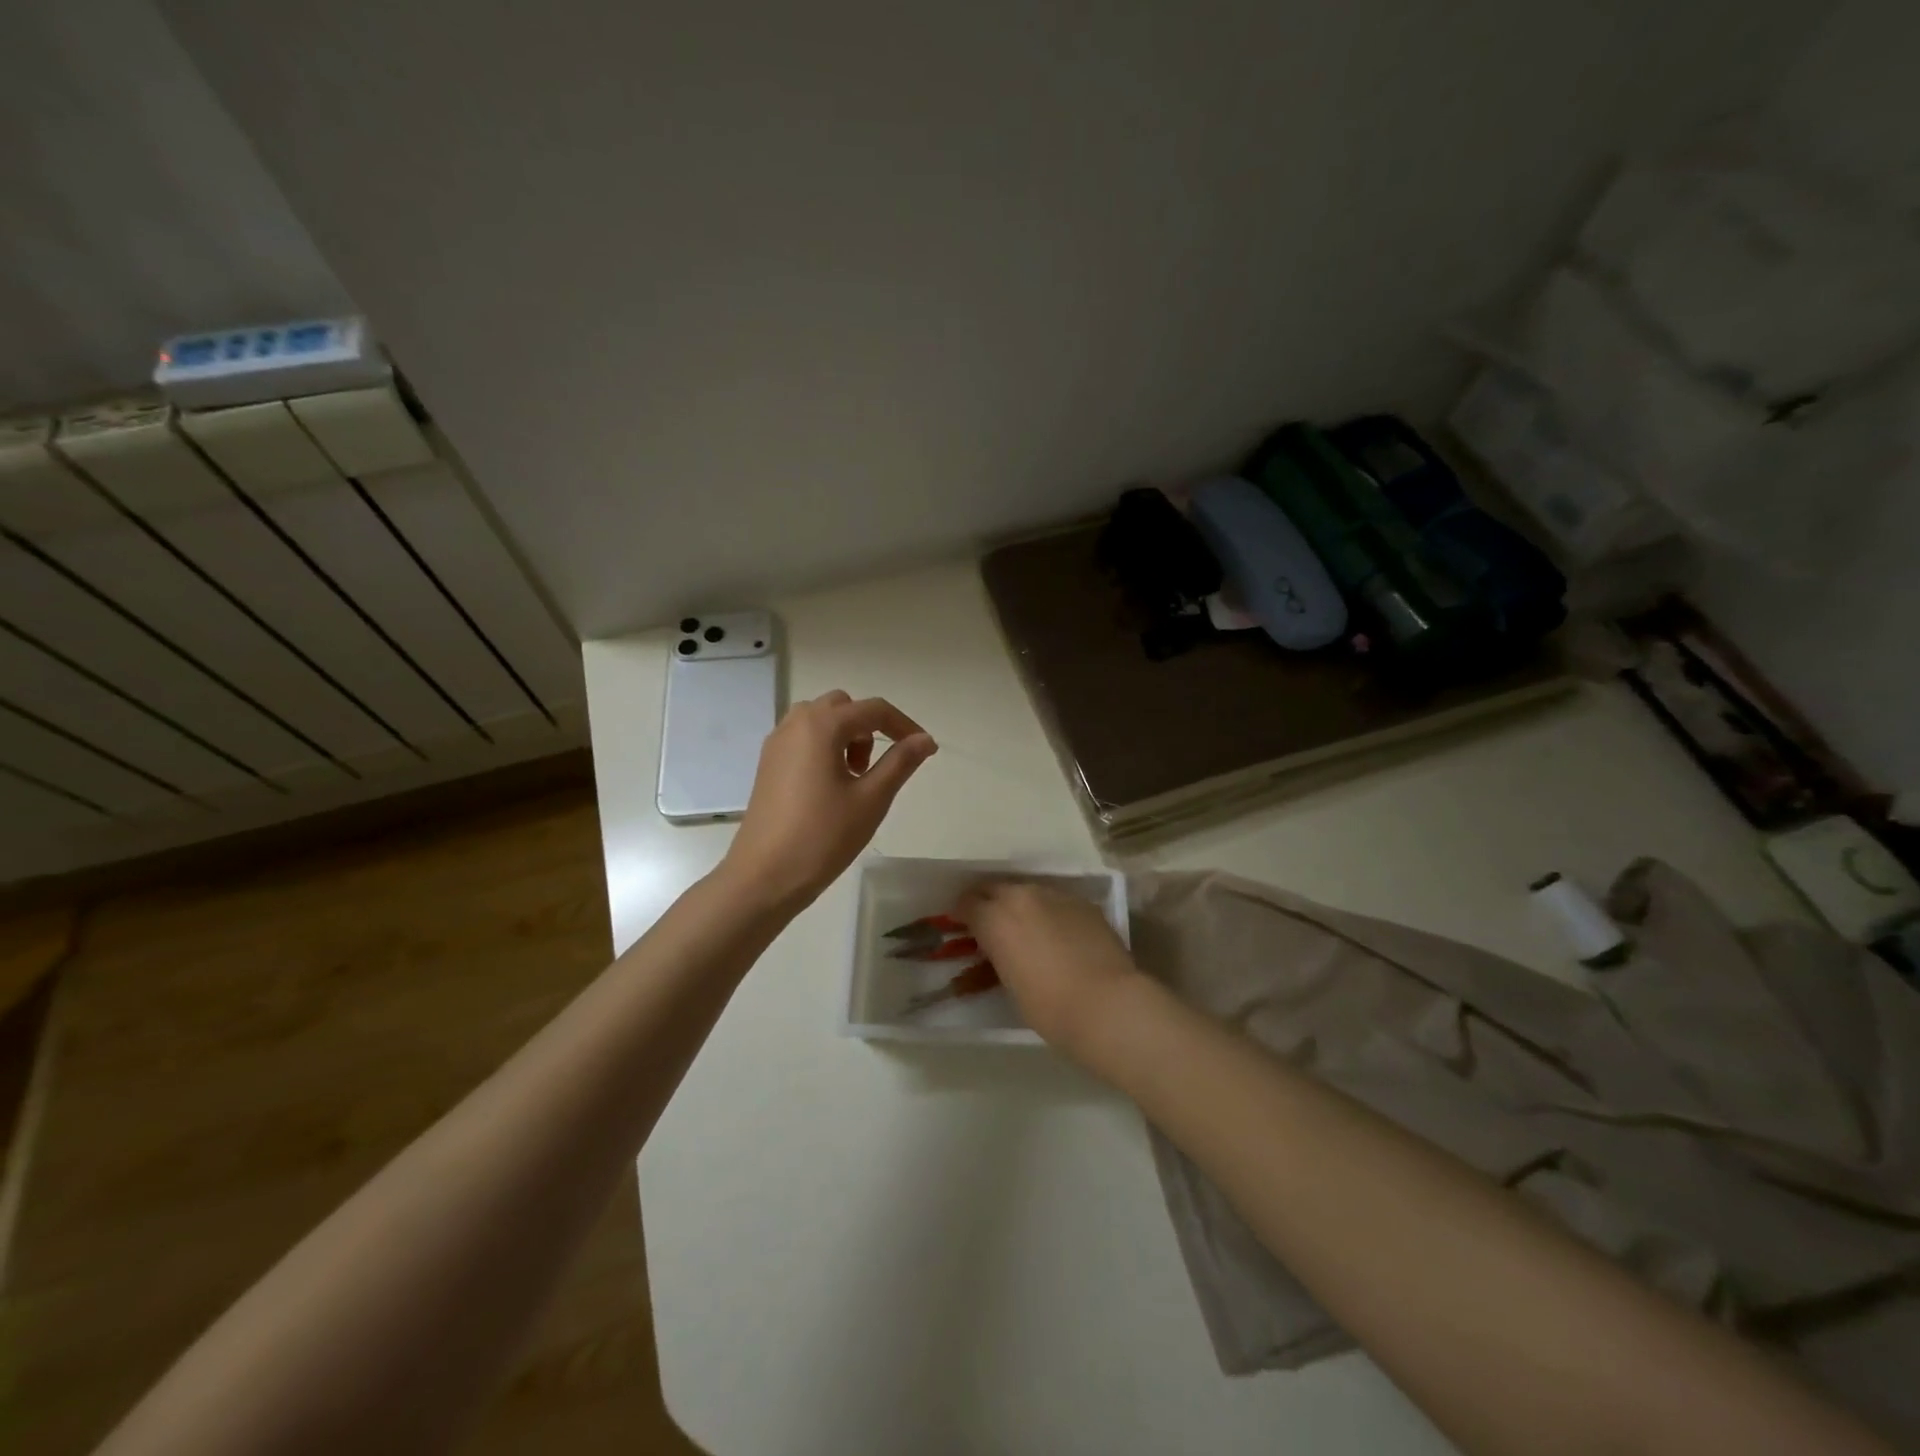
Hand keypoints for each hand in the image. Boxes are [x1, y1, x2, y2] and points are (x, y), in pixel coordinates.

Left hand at [722, 691, 936, 907]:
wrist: (764, 876)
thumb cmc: (823, 836)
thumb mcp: (871, 799)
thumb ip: (901, 762)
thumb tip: (925, 740)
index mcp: (822, 725)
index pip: (873, 709)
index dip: (904, 725)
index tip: (925, 750)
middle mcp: (795, 724)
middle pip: (844, 707)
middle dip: (869, 729)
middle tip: (878, 768)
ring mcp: (777, 743)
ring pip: (821, 721)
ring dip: (846, 737)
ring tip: (854, 779)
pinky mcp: (768, 764)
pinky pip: (803, 738)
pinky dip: (824, 748)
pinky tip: (829, 788)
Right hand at [959, 881, 1145, 1055]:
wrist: (1106, 1003)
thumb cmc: (1048, 1006)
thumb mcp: (1009, 983)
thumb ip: (998, 956)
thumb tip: (1000, 950)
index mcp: (994, 918)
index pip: (967, 903)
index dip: (963, 915)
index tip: (964, 927)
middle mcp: (1021, 897)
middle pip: (995, 888)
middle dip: (988, 902)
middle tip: (990, 923)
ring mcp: (1055, 895)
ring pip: (1028, 891)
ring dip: (1020, 905)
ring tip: (1026, 929)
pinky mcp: (1083, 903)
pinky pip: (1056, 901)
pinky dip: (1049, 912)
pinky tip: (1058, 934)